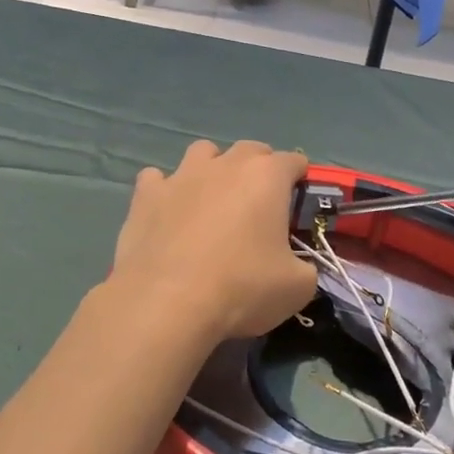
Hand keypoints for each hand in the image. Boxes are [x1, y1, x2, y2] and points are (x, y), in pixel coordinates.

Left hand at [107, 139, 316, 346]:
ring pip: (203, 152)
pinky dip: (165, 191)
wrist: (167, 303)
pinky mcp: (147, 194)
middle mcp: (225, 164)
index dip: (299, 180)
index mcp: (267, 176)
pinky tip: (167, 212)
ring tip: (213, 200)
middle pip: (250, 150)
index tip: (298, 204)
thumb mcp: (297, 288)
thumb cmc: (242, 288)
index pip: (293, 160)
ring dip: (212, 168)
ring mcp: (182, 175)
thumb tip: (299, 267)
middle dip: (259, 169)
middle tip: (259, 204)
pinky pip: (157, 178)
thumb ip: (307, 267)